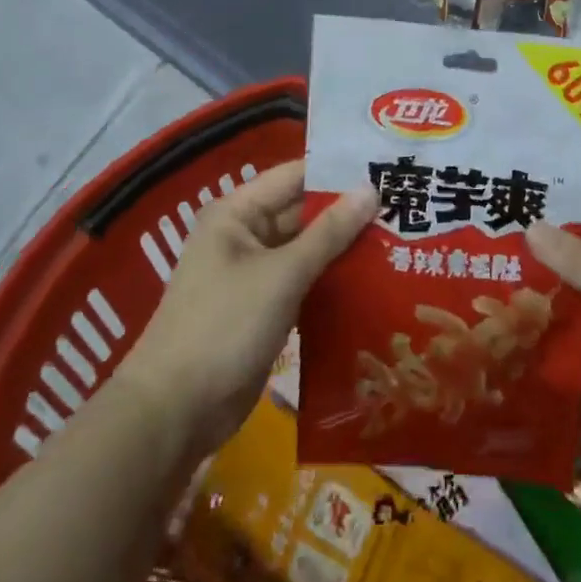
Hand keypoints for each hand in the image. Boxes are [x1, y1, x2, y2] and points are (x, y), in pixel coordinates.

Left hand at [119, 161, 375, 454]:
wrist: (175, 413)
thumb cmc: (225, 327)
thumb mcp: (282, 274)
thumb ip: (329, 231)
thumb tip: (372, 188)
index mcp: (238, 213)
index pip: (296, 175)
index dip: (339, 171)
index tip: (387, 168)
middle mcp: (245, 234)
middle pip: (304, 211)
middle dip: (349, 211)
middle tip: (405, 205)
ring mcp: (254, 273)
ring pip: (308, 248)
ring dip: (345, 246)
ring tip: (400, 236)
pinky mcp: (264, 307)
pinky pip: (305, 280)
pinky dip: (333, 278)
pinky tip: (374, 277)